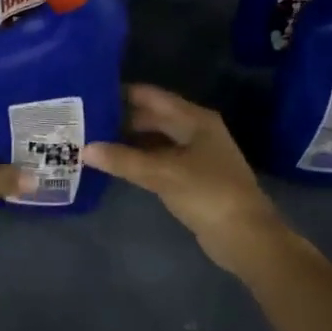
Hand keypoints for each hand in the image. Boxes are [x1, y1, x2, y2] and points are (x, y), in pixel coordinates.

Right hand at [82, 84, 286, 274]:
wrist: (246, 237)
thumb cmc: (208, 193)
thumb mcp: (163, 173)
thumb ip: (123, 160)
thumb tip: (85, 149)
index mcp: (194, 119)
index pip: (152, 96)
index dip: (123, 93)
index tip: (90, 93)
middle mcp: (196, 130)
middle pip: (153, 117)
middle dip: (122, 119)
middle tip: (85, 120)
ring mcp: (196, 155)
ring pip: (155, 140)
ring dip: (129, 141)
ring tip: (94, 140)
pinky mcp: (193, 177)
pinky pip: (160, 160)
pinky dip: (140, 160)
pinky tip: (117, 165)